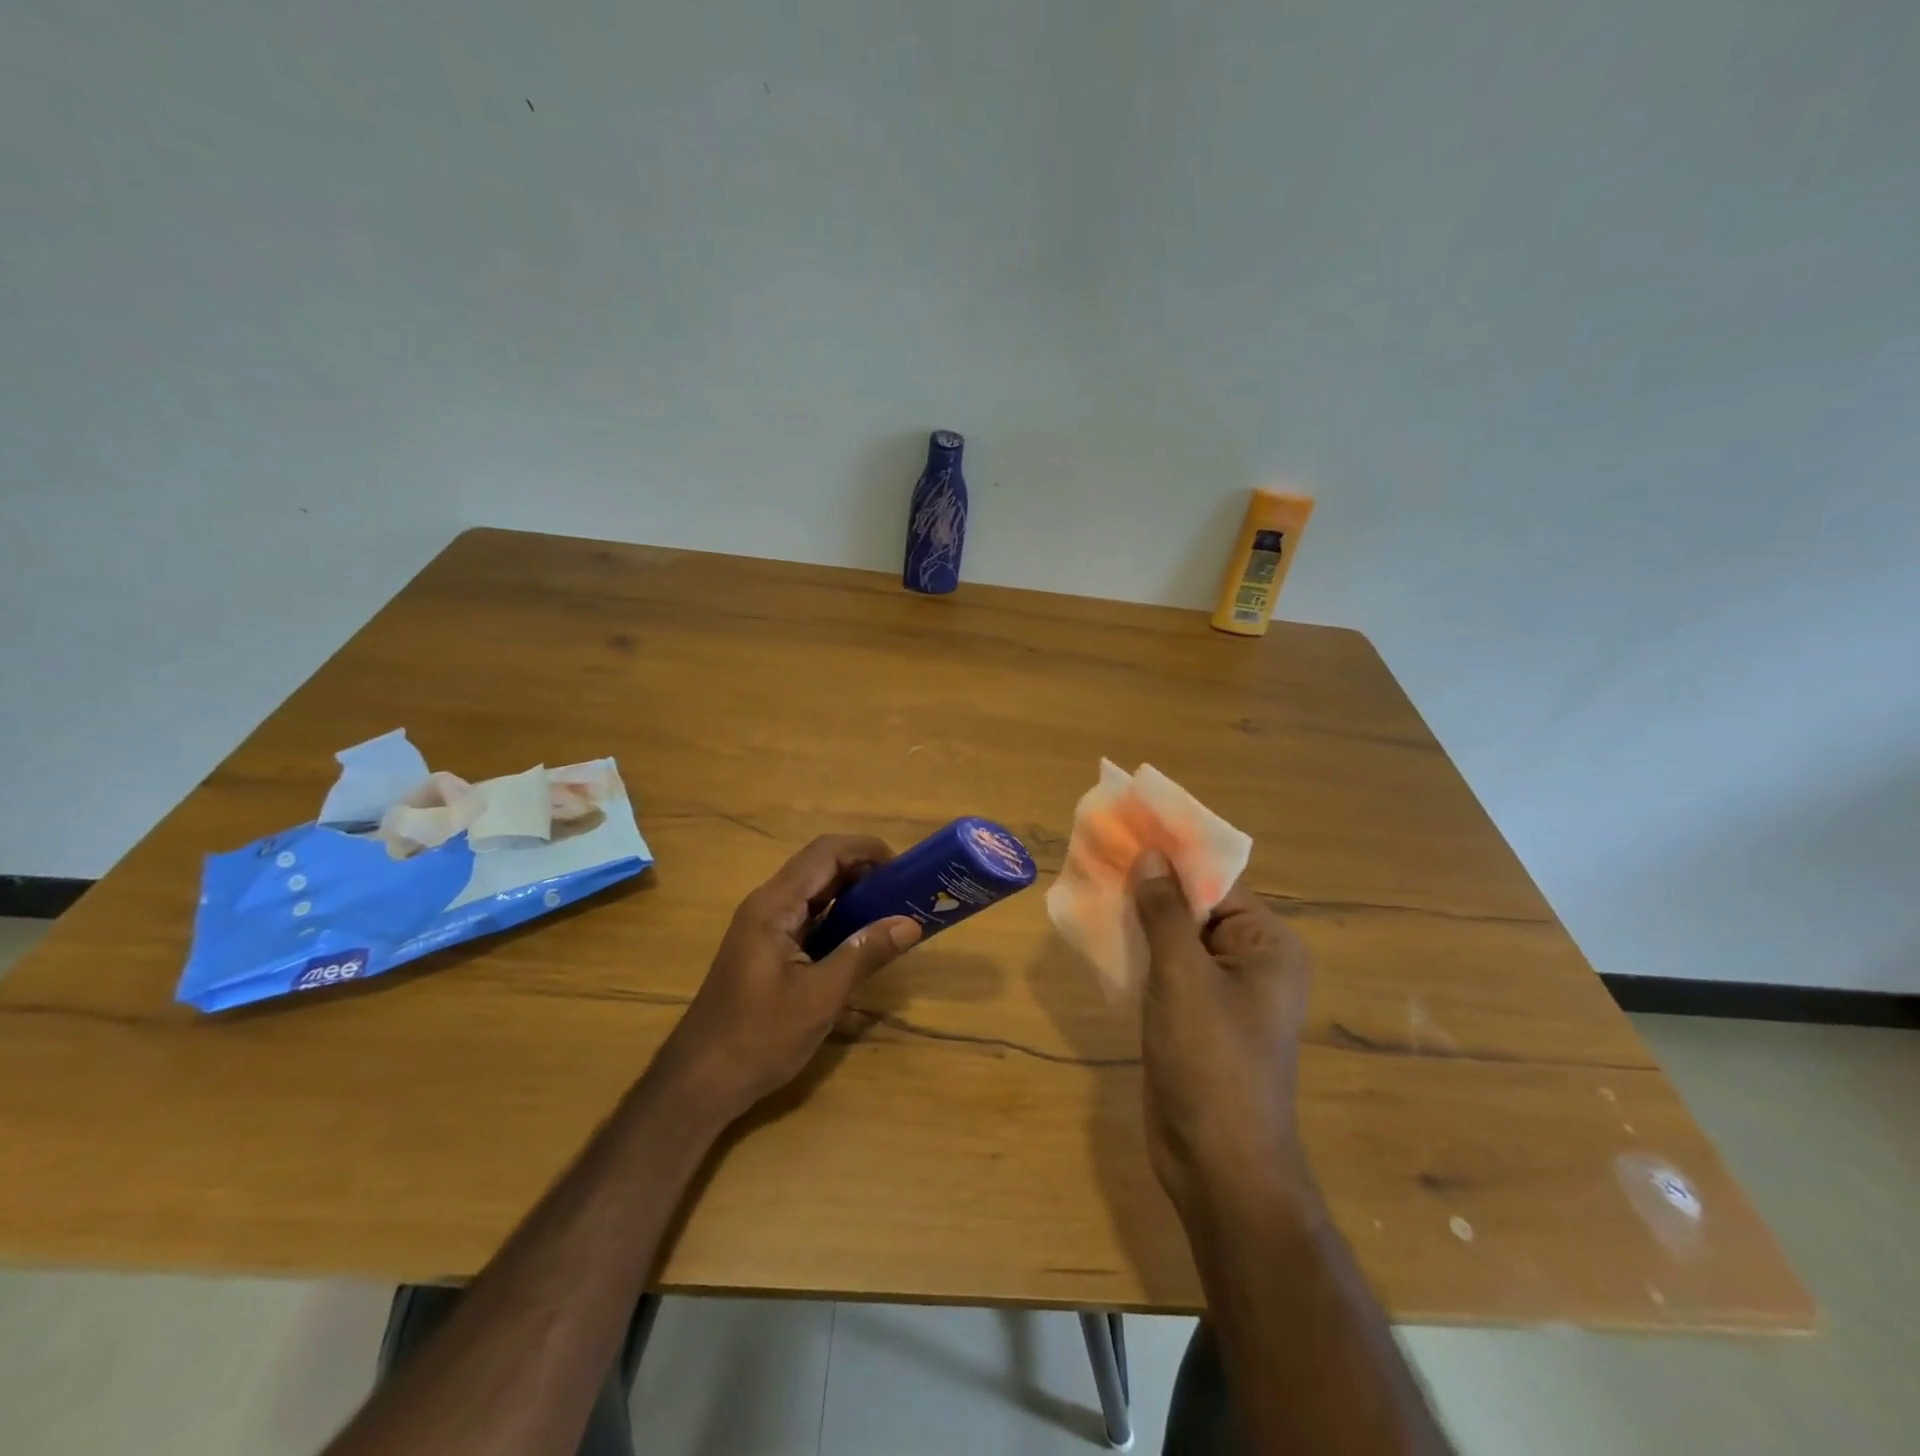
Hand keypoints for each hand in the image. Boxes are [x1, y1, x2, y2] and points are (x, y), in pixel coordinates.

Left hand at [659, 835, 921, 1121]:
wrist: (699, 1083)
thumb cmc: (759, 1037)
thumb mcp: (821, 997)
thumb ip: (865, 953)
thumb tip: (910, 923)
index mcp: (775, 906)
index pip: (825, 853)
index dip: (866, 849)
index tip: (903, 868)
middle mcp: (767, 906)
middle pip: (820, 867)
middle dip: (864, 871)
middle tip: (904, 892)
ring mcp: (764, 928)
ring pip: (814, 893)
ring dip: (852, 895)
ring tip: (892, 912)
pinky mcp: (766, 950)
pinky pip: (807, 919)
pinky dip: (838, 920)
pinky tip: (862, 942)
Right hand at [1132, 854, 1311, 1212]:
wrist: (1218, 1165)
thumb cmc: (1210, 1061)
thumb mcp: (1182, 977)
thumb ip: (1164, 911)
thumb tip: (1150, 854)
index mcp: (1267, 945)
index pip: (1217, 881)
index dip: (1171, 855)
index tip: (1127, 830)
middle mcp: (1252, 962)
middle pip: (1196, 906)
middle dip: (1150, 884)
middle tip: (1100, 856)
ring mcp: (1223, 992)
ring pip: (1177, 937)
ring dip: (1140, 916)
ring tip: (1093, 886)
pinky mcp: (1196, 1017)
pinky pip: (1167, 968)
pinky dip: (1139, 950)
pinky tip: (1101, 935)